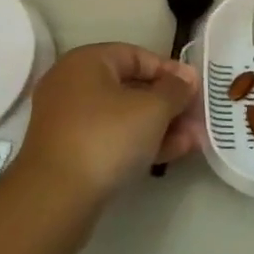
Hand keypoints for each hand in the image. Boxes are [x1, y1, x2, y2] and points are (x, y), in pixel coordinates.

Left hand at [16, 43, 200, 209]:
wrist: (55, 198)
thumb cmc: (106, 137)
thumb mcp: (152, 109)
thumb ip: (176, 90)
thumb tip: (188, 78)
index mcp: (87, 61)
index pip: (137, 55)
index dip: (170, 71)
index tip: (196, 90)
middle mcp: (73, 84)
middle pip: (131, 87)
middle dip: (168, 104)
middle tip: (198, 118)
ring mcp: (69, 120)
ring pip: (123, 116)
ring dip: (160, 126)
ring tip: (194, 140)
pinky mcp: (70, 152)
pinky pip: (111, 138)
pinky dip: (139, 142)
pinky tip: (172, 153)